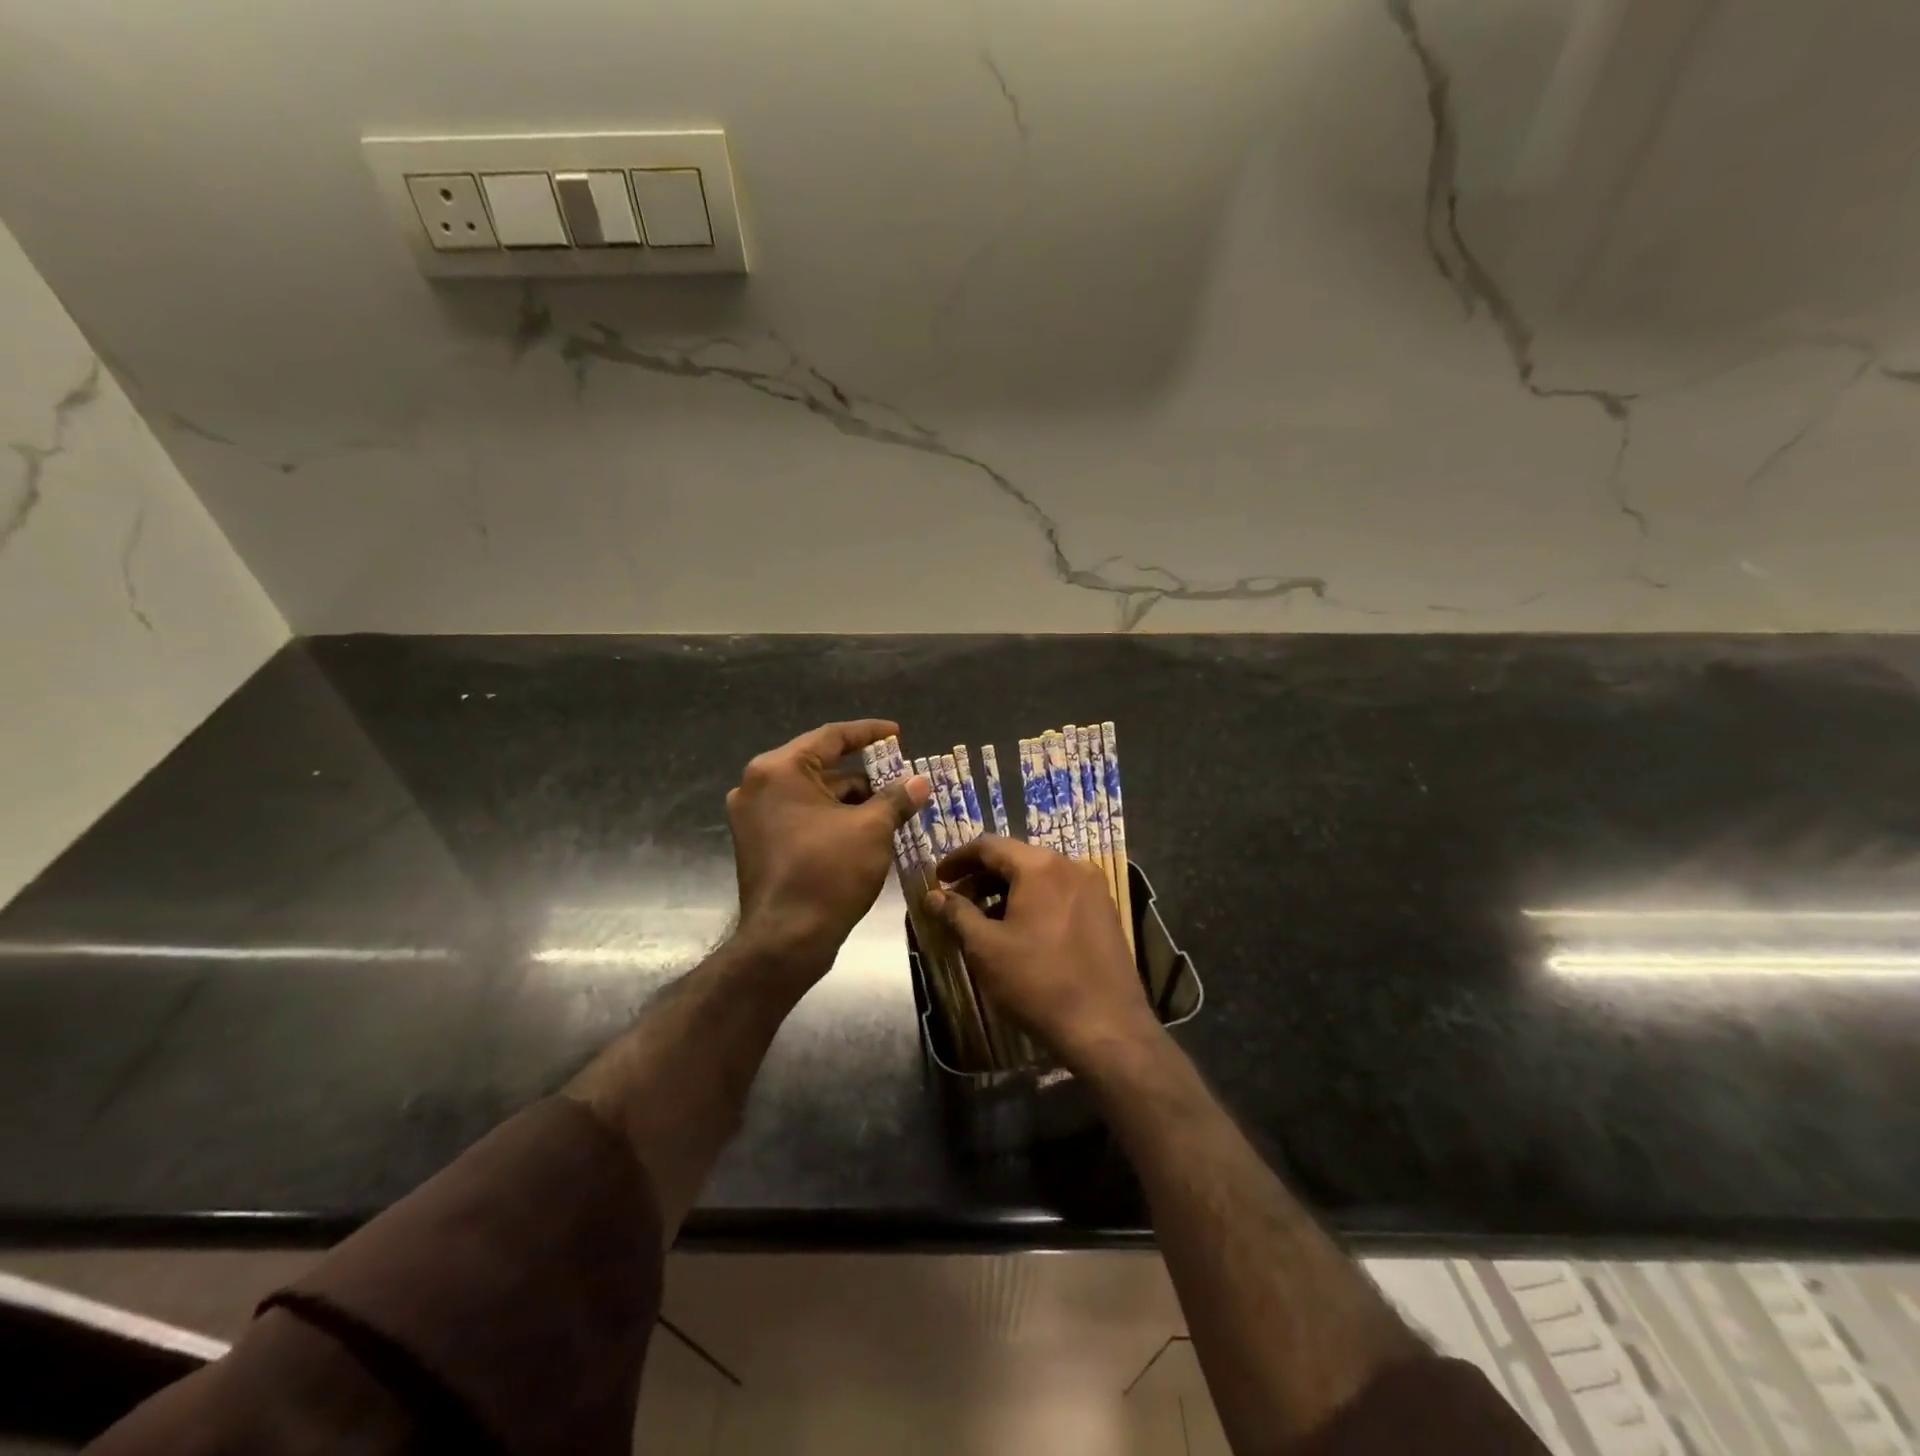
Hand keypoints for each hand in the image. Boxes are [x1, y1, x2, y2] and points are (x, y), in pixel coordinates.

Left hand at [727, 720, 929, 968]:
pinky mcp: (759, 843)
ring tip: (893, 809)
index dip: (869, 733)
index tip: (897, 733)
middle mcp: (758, 786)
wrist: (785, 941)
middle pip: (821, 767)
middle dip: (865, 775)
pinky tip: (867, 830)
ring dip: (852, 800)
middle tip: (901, 779)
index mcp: (779, 770)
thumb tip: (919, 782)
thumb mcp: (872, 829)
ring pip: (814, 795)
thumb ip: (896, 798)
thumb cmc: (828, 873)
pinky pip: (803, 817)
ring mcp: (754, 817)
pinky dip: (833, 819)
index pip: (831, 737)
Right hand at [925, 836, 1159, 1072]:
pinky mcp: (1106, 913)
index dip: (959, 859)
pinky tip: (1019, 931)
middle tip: (956, 901)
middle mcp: (1071, 865)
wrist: (1107, 1027)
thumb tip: (933, 896)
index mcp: (1040, 866)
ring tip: (983, 919)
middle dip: (982, 877)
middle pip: (1017, 859)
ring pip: (1040, 877)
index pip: (989, 846)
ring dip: (1007, 891)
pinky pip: (1061, 894)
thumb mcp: (986, 948)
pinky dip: (1034, 902)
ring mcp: (1094, 889)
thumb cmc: (1038, 982)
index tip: (938, 878)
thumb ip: (957, 914)